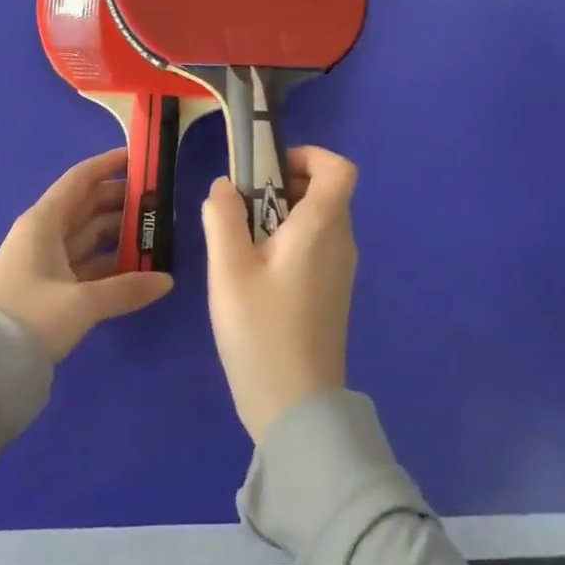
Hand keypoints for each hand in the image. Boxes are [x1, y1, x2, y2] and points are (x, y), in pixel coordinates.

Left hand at [0, 148, 173, 361]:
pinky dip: (109, 263)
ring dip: (120, 234)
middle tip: (161, 203)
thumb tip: (166, 280)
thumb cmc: (30, 317)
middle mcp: (44, 234)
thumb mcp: (82, 303)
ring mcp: (45, 262)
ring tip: (157, 234)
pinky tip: (137, 268)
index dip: (110, 165)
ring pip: (89, 236)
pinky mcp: (47, 289)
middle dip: (123, 202)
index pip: (81, 179)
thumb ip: (126, 289)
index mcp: (44, 222)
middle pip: (88, 207)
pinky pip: (85, 264)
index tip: (141, 159)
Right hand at [202, 146, 357, 442]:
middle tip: (243, 206)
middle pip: (325, 191)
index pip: (340, 169)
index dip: (310, 155)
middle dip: (284, 184)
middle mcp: (341, 241)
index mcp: (321, 228)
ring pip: (319, 219)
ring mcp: (341, 269)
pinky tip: (257, 272)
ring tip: (243, 240)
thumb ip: (223, 218)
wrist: (297, 410)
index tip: (269, 169)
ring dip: (283, 213)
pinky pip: (317, 245)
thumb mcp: (228, 271)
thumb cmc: (262, 333)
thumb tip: (225, 186)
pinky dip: (291, 239)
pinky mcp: (333, 292)